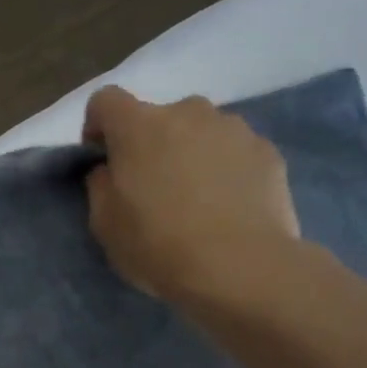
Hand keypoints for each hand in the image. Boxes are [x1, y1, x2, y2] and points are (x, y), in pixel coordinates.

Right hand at [83, 86, 300, 304]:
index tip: (102, 157)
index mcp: (138, 126)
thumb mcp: (105, 224)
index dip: (98, 125)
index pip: (106, 100)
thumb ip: (100, 186)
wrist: (240, 267)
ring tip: (196, 198)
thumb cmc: (158, 245)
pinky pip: (235, 151)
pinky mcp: (268, 151)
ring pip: (201, 131)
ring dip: (191, 152)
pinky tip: (228, 207)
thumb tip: (110, 170)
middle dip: (151, 143)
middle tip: (153, 186)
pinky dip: (227, 169)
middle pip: (159, 116)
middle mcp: (187, 112)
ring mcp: (233, 128)